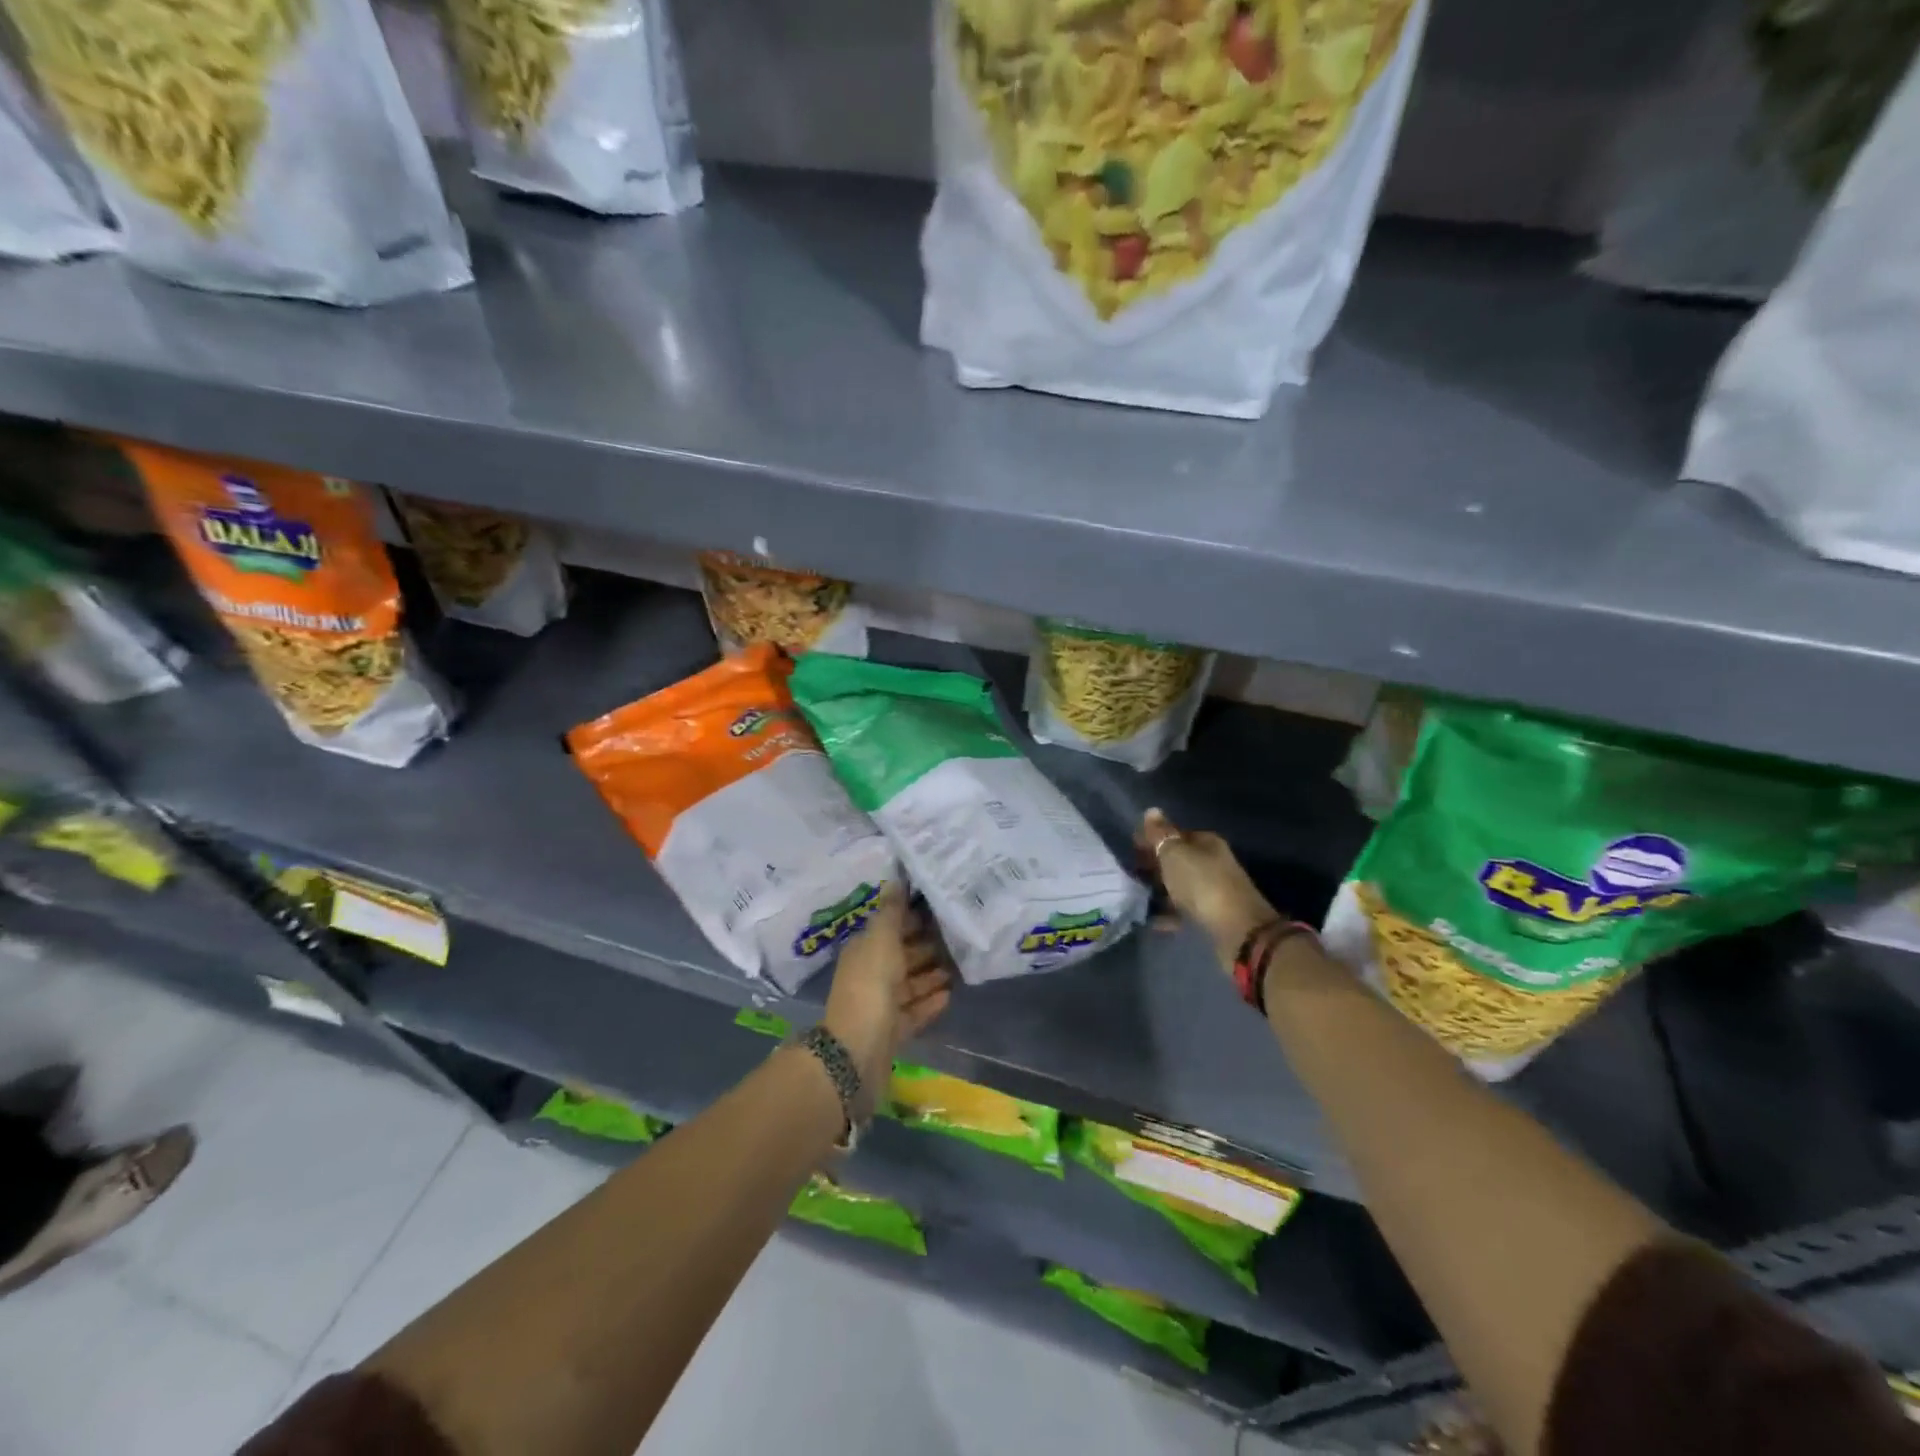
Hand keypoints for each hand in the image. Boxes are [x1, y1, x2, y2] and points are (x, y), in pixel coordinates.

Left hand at [822, 883, 951, 1097]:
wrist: (856, 1051)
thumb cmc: (870, 986)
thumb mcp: (881, 940)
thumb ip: (892, 912)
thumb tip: (895, 879)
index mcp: (864, 950)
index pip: (891, 928)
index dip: (913, 919)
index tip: (942, 911)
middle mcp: (870, 974)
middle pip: (901, 956)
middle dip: (926, 946)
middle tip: (958, 937)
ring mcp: (880, 1006)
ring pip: (909, 985)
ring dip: (931, 975)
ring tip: (959, 966)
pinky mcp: (892, 1032)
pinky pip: (914, 1012)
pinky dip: (929, 1003)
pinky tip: (950, 995)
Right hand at [1137, 808, 1277, 966]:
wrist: (1237, 930)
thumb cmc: (1202, 884)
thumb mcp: (1175, 854)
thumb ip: (1161, 834)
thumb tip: (1151, 810)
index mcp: (1206, 842)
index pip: (1175, 834)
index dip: (1153, 841)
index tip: (1131, 852)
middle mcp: (1213, 861)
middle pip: (1179, 860)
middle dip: (1155, 866)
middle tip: (1132, 875)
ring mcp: (1215, 889)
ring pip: (1180, 885)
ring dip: (1161, 890)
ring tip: (1138, 898)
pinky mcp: (1213, 915)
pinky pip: (1184, 909)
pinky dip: (1169, 912)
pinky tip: (1153, 920)